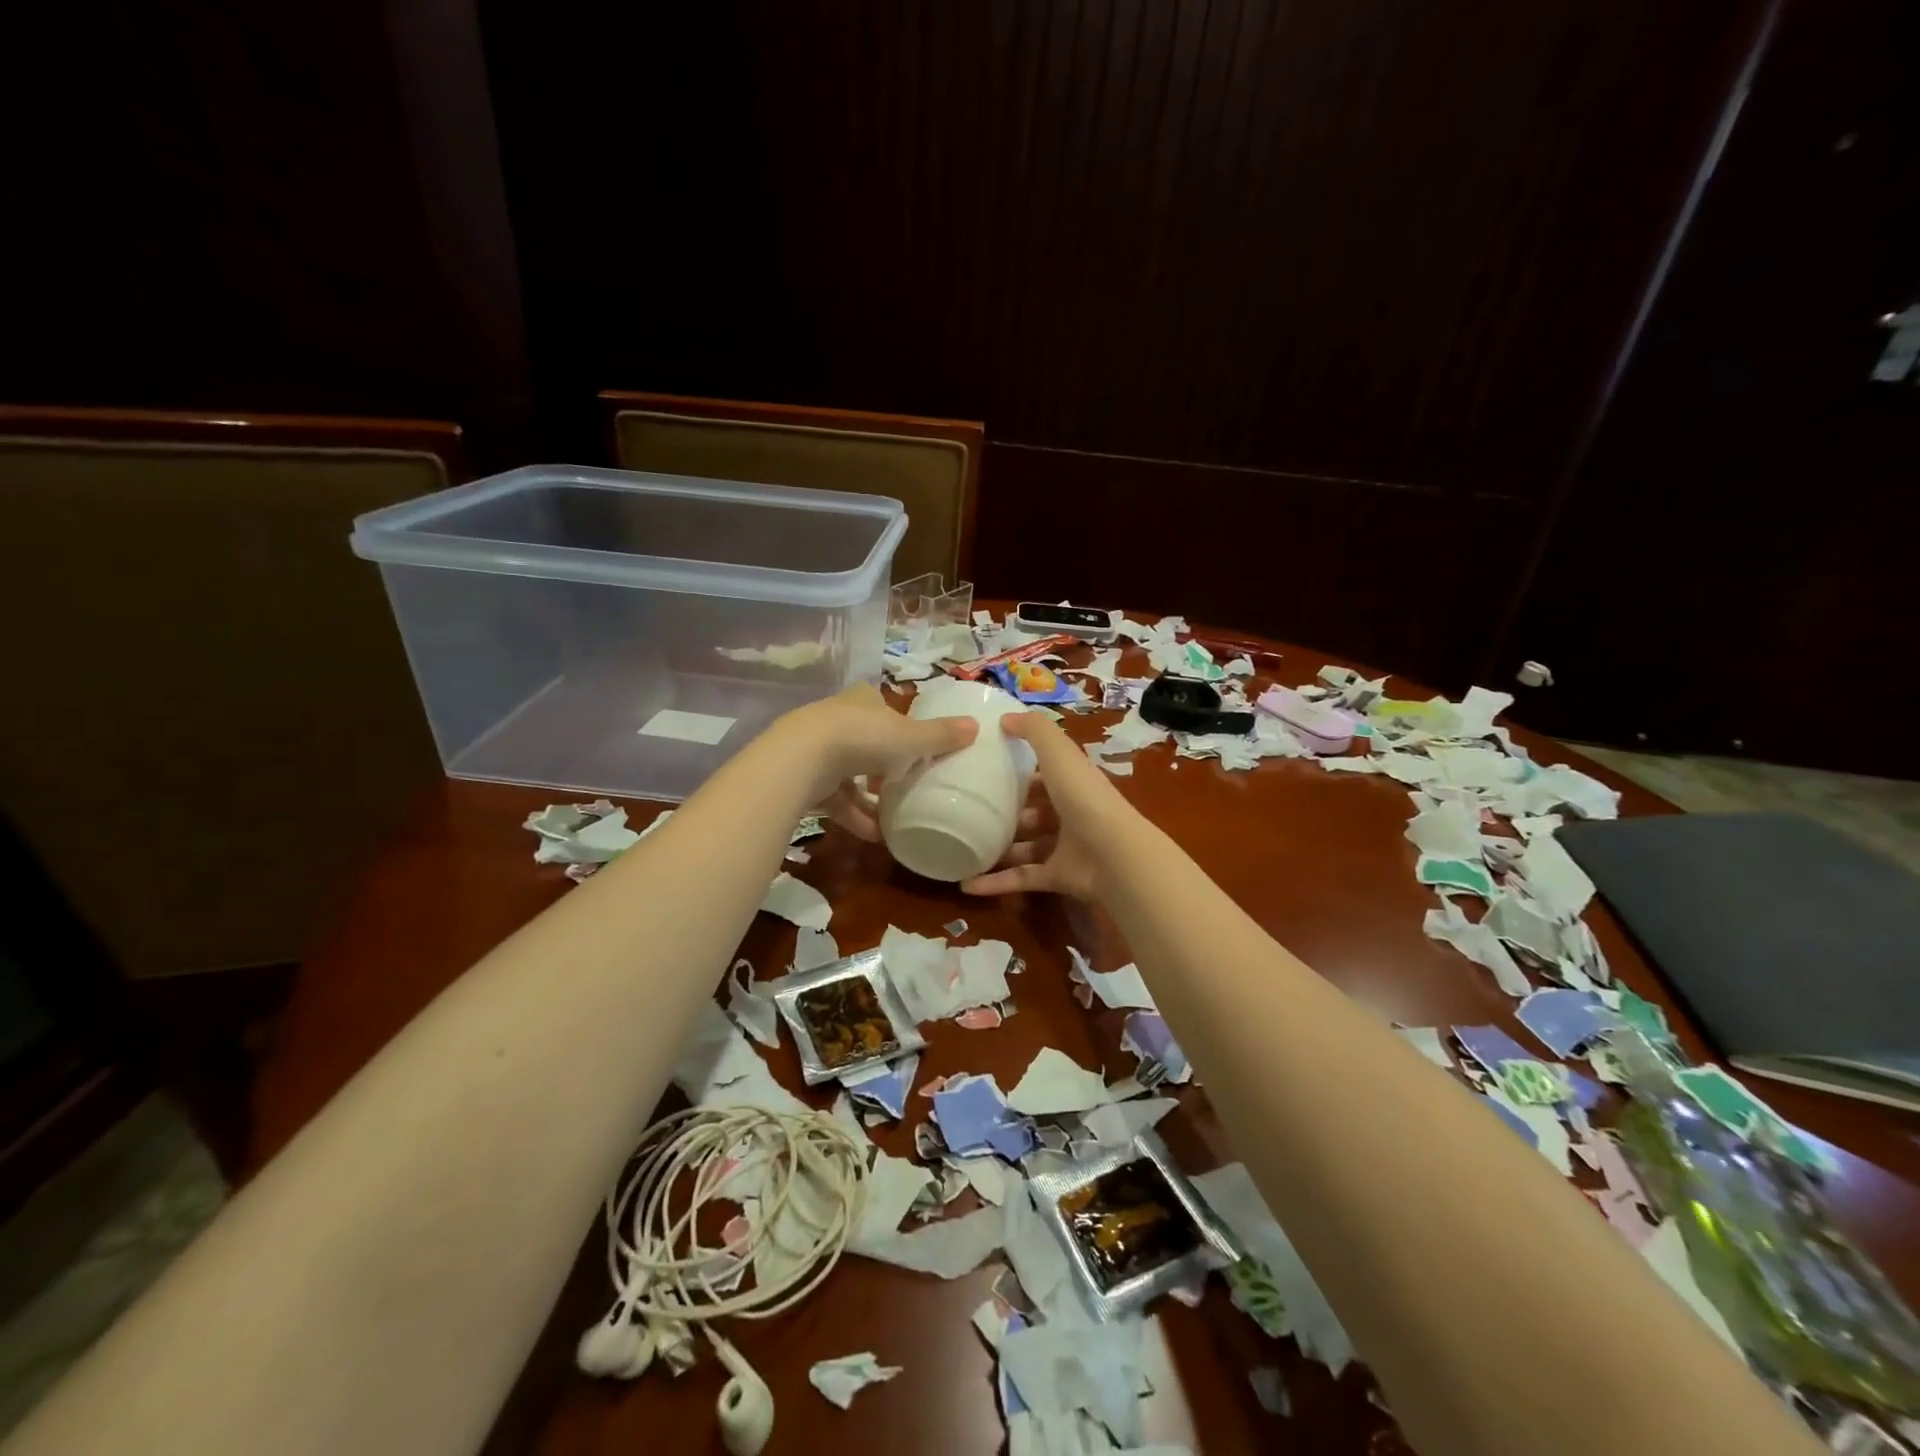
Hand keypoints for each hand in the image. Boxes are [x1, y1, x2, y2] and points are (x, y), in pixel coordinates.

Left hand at [788, 685, 976, 840]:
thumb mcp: (910, 737)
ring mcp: (816, 749)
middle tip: (906, 782)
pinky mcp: (804, 778)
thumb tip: (976, 725)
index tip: (912, 744)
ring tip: (895, 818)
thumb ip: (941, 735)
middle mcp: (837, 719)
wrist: (802, 760)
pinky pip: (836, 799)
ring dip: (870, 798)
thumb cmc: (863, 737)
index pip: (880, 705)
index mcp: (862, 701)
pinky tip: (875, 836)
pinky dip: (855, 816)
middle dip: (883, 764)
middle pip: (864, 739)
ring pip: (849, 772)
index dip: (897, 723)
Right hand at [962, 711, 1126, 899]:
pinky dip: (996, 883)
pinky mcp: (1057, 876)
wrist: (1114, 854)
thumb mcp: (1059, 752)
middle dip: (1006, 811)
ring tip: (963, 845)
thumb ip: (1034, 730)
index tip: (986, 768)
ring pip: (1026, 846)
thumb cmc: (1084, 797)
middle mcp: (1069, 813)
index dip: (1020, 770)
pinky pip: (1021, 878)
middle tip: (970, 809)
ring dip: (998, 847)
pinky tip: (966, 885)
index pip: (1045, 773)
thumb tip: (1004, 717)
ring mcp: (1064, 847)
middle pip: (1033, 811)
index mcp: (1072, 782)